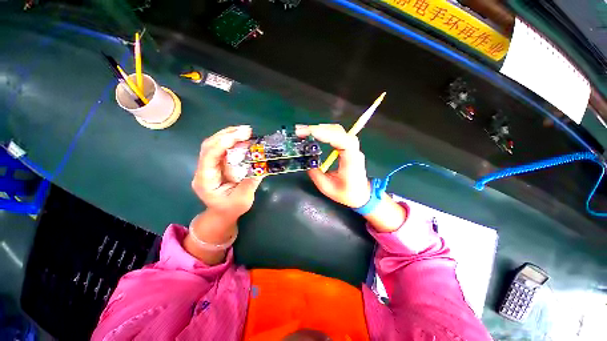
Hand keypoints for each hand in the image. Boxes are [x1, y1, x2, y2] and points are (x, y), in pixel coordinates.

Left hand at [192, 125, 262, 219]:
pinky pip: (222, 149)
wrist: (222, 214)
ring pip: (214, 145)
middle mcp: (203, 170)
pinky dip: (232, 141)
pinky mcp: (216, 164)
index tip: (242, 135)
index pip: (209, 155)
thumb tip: (261, 166)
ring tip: (246, 131)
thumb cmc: (231, 209)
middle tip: (247, 130)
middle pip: (209, 145)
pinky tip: (243, 138)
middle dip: (227, 135)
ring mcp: (209, 166)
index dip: (224, 143)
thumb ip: (250, 182)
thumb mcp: (243, 199)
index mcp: (205, 180)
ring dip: (229, 135)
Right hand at [296, 124, 370, 207]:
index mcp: (351, 159)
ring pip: (337, 130)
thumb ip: (315, 174)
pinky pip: (337, 134)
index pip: (339, 139)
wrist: (362, 195)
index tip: (306, 133)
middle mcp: (353, 149)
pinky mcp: (348, 147)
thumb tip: (307, 161)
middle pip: (337, 131)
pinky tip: (315, 133)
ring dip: (320, 128)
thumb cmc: (347, 193)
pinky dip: (325, 131)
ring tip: (304, 131)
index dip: (323, 133)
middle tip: (300, 131)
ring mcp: (352, 147)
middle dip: (317, 128)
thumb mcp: (327, 187)